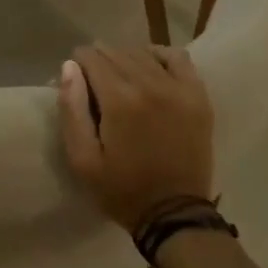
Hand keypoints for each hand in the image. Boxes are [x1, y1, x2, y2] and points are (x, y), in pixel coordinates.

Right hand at [58, 44, 214, 229]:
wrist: (175, 214)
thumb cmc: (122, 190)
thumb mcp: (82, 159)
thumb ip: (72, 109)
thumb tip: (69, 67)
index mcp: (119, 100)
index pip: (91, 58)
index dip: (78, 64)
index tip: (76, 79)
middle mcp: (150, 84)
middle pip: (116, 52)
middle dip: (99, 60)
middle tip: (94, 82)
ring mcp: (179, 88)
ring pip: (143, 53)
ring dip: (125, 58)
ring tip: (119, 77)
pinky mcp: (198, 96)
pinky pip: (178, 58)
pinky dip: (160, 56)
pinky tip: (150, 68)